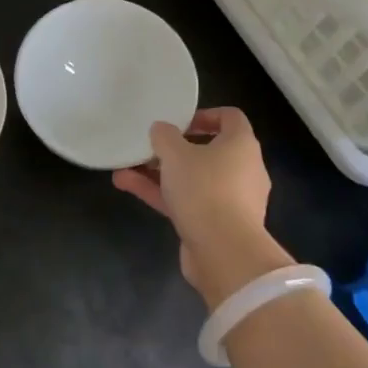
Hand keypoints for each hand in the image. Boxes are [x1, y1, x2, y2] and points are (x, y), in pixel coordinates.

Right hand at [112, 106, 292, 309]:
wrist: (224, 253)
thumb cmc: (205, 189)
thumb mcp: (176, 154)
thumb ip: (164, 136)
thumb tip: (161, 129)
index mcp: (242, 144)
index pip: (230, 117)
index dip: (204, 115)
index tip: (178, 122)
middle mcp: (243, 169)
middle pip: (207, 151)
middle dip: (173, 150)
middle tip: (149, 147)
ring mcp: (231, 200)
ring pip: (193, 179)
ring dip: (160, 174)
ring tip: (125, 169)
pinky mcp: (217, 225)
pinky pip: (189, 201)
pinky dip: (163, 195)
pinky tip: (128, 187)